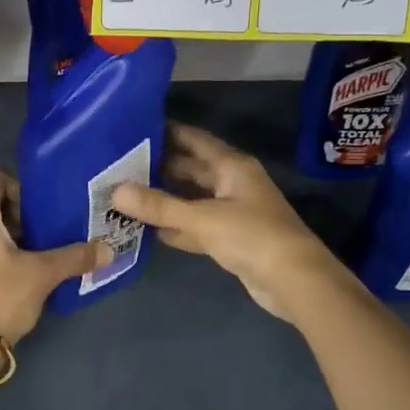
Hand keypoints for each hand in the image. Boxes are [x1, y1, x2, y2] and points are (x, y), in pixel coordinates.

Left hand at [0, 166, 108, 343]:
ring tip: (28, 258)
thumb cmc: (1, 297)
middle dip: (14, 215)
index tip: (37, 210)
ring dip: (1, 236)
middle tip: (40, 236)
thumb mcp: (43, 275)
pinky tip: (8, 277)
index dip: (17, 185)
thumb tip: (108, 250)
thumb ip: (75, 257)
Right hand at [111, 124, 350, 322]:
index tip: (133, 129)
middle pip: (191, 169)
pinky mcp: (231, 239)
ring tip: (126, 194)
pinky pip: (197, 225)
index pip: (193, 139)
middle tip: (119, 165)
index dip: (166, 132)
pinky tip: (149, 229)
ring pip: (192, 198)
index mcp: (232, 166)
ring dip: (165, 198)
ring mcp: (233, 212)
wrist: (294, 281)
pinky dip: (177, 226)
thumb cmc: (252, 237)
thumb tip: (115, 191)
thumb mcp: (202, 218)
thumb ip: (159, 206)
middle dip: (159, 167)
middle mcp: (233, 183)